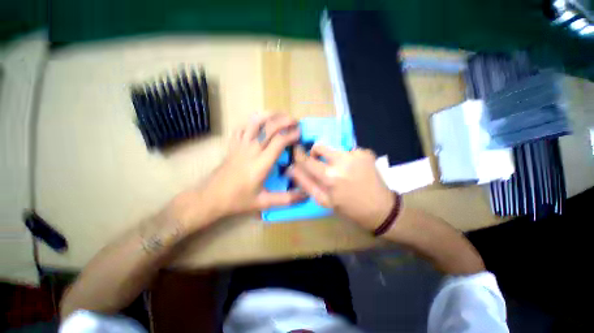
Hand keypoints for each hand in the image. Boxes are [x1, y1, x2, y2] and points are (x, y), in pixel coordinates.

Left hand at [178, 114, 305, 224]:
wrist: (211, 198)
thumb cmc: (238, 200)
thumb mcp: (264, 202)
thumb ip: (286, 199)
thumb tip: (305, 196)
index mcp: (261, 164)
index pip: (279, 141)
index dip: (291, 135)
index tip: (300, 133)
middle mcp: (251, 150)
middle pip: (269, 127)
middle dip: (284, 121)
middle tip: (295, 121)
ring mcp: (240, 145)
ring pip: (254, 122)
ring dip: (269, 115)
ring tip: (280, 115)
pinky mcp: (232, 145)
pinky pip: (241, 127)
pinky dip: (251, 121)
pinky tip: (258, 122)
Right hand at [288, 145, 393, 230]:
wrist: (380, 209)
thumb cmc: (349, 208)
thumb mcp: (324, 200)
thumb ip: (306, 183)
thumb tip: (291, 168)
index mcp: (330, 176)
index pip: (307, 160)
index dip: (299, 156)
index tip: (297, 152)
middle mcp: (342, 161)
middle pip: (319, 146)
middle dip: (315, 153)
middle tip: (320, 163)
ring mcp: (356, 154)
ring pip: (334, 148)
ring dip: (333, 157)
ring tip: (341, 170)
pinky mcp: (366, 152)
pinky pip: (348, 151)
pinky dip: (348, 159)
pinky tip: (355, 170)